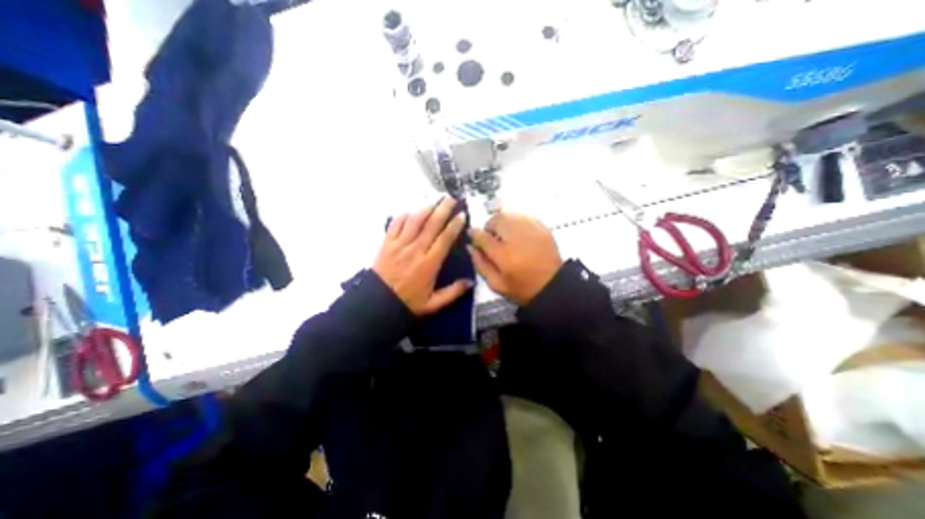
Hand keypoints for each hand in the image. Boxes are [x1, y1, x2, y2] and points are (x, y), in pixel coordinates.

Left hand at [371, 197, 471, 313]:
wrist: (377, 305)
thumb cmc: (408, 303)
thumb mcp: (433, 304)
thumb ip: (453, 293)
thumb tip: (471, 282)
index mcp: (429, 264)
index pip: (445, 239)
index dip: (454, 225)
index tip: (461, 215)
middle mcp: (415, 250)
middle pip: (431, 225)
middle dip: (442, 209)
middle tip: (451, 199)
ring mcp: (399, 245)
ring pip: (414, 221)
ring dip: (425, 208)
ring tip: (434, 199)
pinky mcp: (386, 244)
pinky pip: (395, 225)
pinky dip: (403, 216)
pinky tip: (410, 211)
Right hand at [470, 213, 564, 306]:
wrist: (553, 286)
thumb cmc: (522, 288)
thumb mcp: (496, 284)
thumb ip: (480, 264)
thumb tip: (471, 247)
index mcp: (504, 255)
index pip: (483, 237)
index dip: (475, 234)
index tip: (473, 235)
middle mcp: (517, 238)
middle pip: (497, 219)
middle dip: (489, 225)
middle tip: (491, 237)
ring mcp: (531, 230)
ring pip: (510, 214)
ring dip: (502, 222)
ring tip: (505, 235)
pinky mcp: (542, 228)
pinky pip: (523, 216)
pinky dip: (516, 221)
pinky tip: (518, 234)